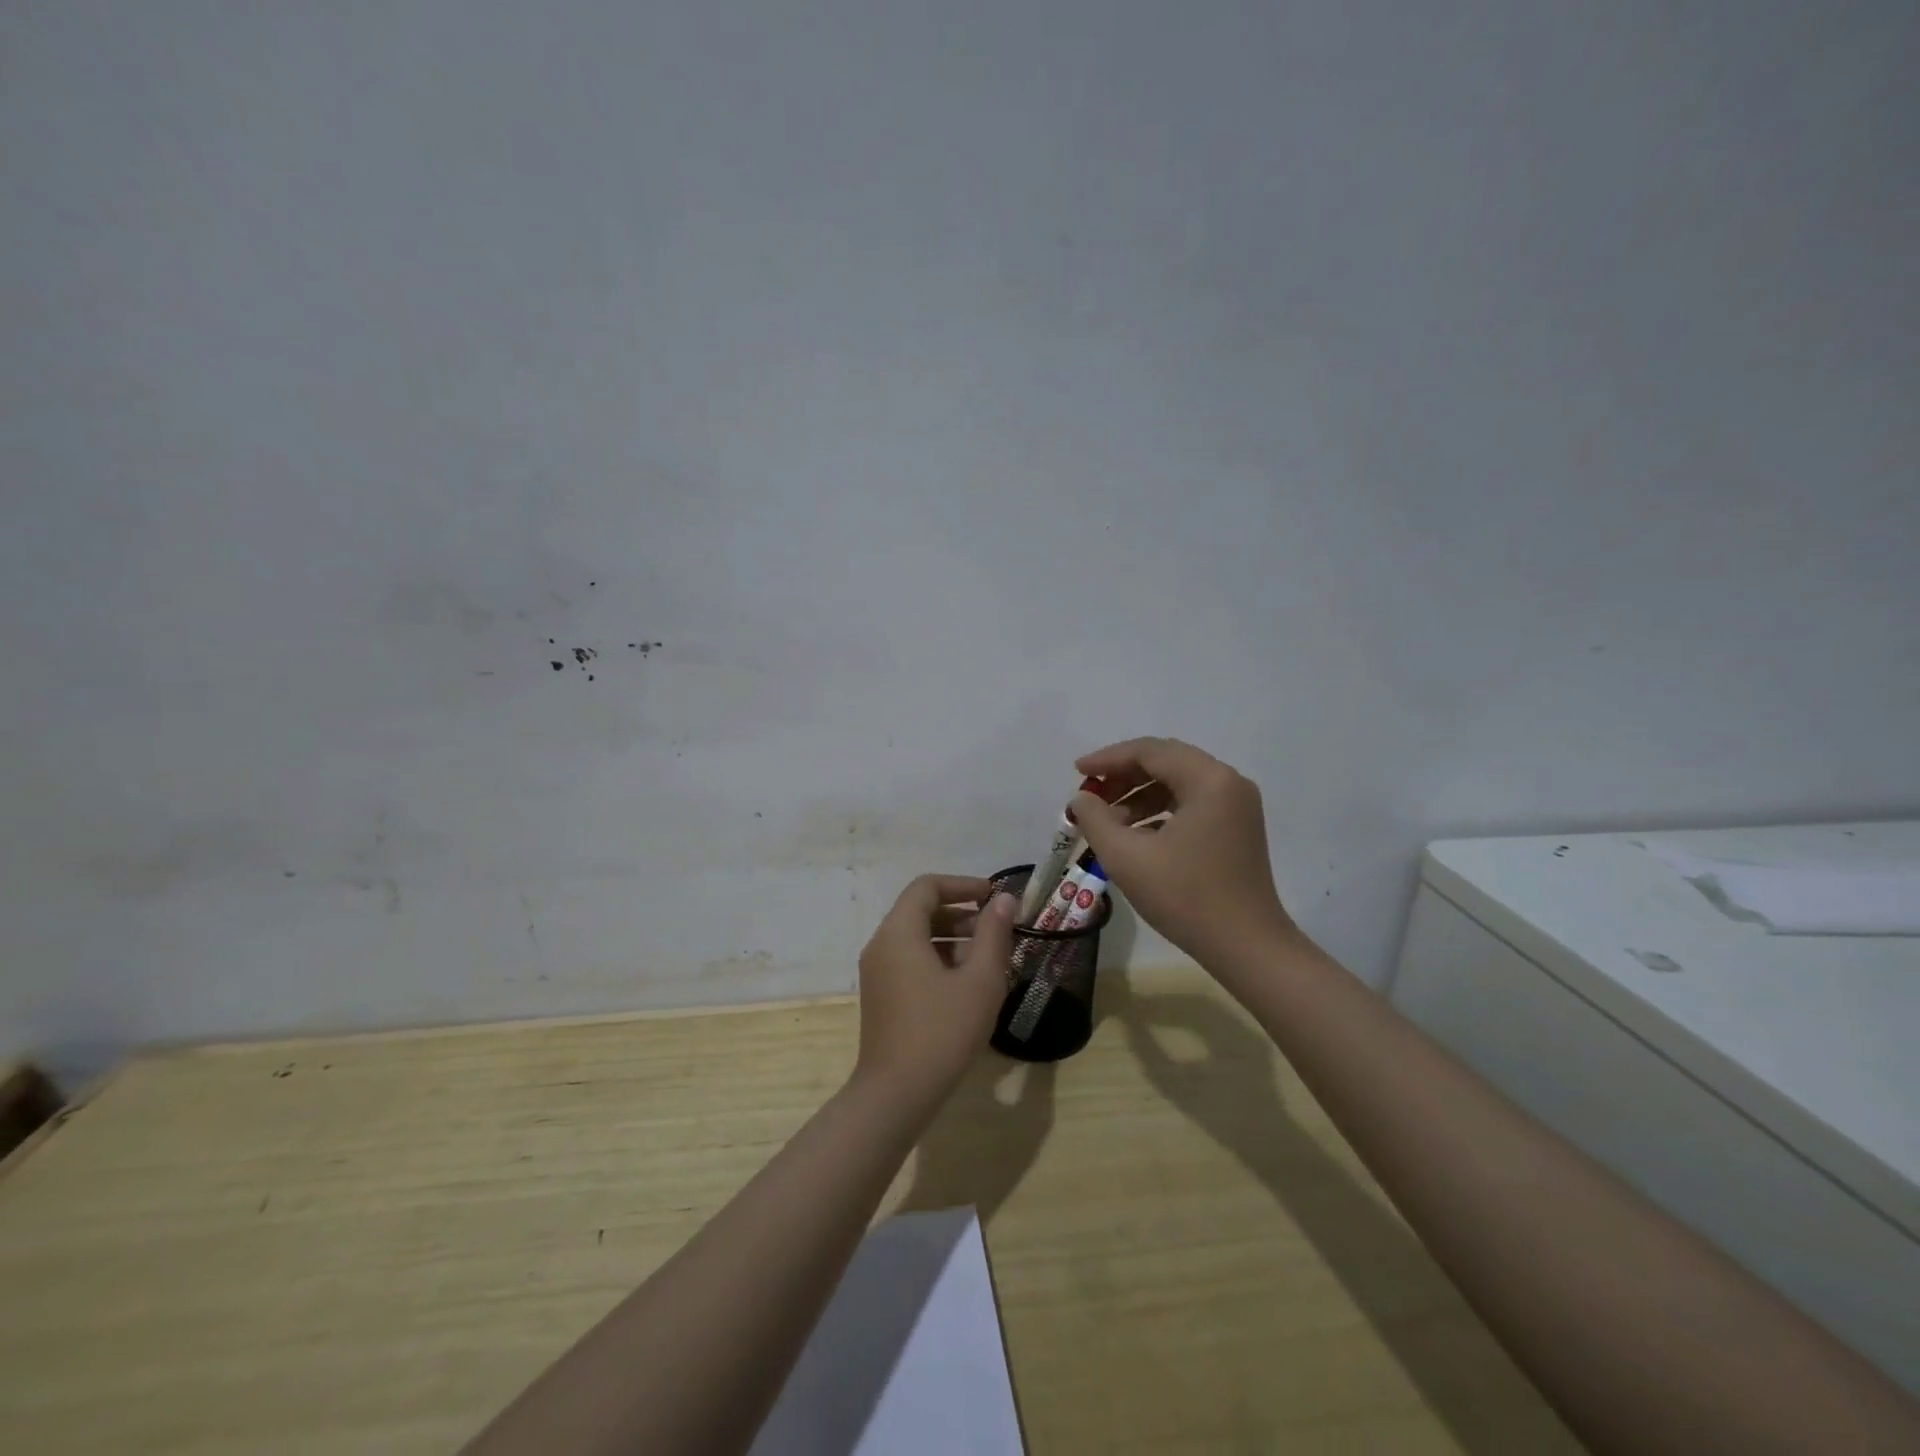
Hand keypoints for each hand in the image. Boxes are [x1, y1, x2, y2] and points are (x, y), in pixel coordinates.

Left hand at [853, 875, 1017, 1106]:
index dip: (962, 885)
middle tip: (996, 929)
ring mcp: (877, 972)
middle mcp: (881, 944)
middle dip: (960, 913)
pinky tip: (966, 984)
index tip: (993, 898)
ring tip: (987, 958)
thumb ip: (994, 934)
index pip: (927, 886)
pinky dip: (937, 958)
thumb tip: (1005, 900)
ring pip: (916, 937)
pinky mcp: (881, 995)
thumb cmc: (942, 1032)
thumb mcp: (980, 981)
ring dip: (951, 937)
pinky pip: (909, 960)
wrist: (896, 1095)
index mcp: (899, 932)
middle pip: (920, 910)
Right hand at [1069, 738, 1297, 969]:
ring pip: (1178, 783)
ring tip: (1107, 821)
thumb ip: (1095, 819)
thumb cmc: (1185, 897)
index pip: (1150, 751)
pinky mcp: (1237, 828)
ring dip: (1139, 795)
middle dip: (1123, 775)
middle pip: (1166, 762)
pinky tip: (1135, 835)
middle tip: (1090, 794)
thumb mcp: (1126, 857)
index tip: (1077, 772)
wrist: (1246, 948)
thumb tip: (1082, 799)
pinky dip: (1160, 811)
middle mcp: (1229, 783)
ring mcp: (1237, 806)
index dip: (1108, 759)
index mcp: (1209, 780)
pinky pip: (1191, 804)